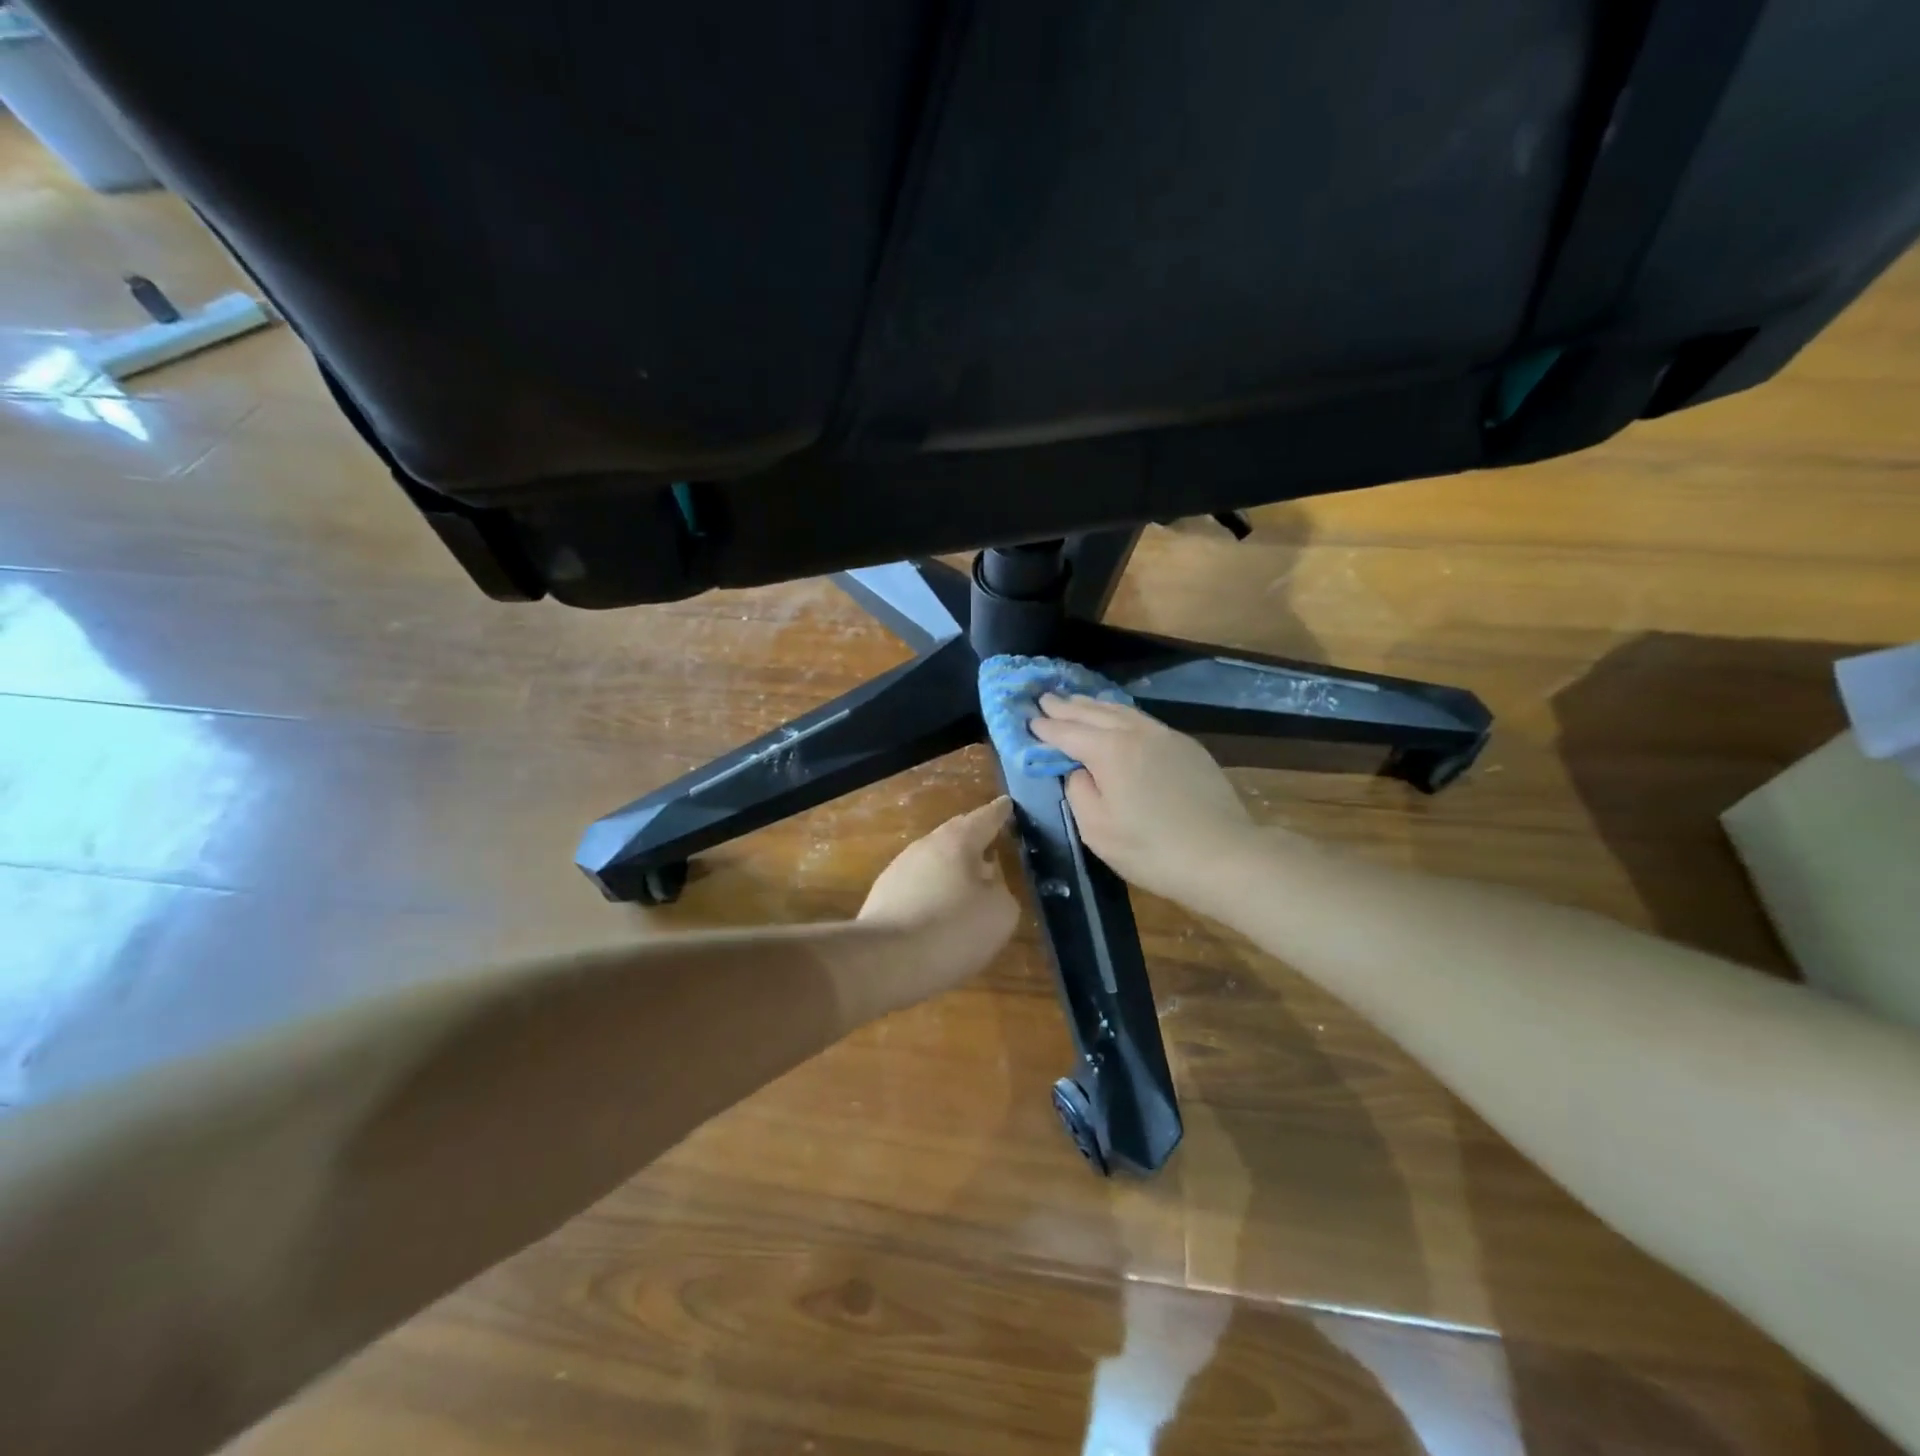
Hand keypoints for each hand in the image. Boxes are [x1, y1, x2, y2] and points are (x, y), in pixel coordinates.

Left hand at [858, 797, 1018, 1004]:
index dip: (999, 812)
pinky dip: (934, 889)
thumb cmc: (952, 930)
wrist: (884, 961)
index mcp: (958, 842)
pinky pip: (918, 884)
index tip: (1006, 803)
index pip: (984, 818)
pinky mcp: (883, 896)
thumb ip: (1001, 890)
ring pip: (934, 859)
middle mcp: (926, 846)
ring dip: (952, 866)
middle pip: (955, 834)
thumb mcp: (999, 913)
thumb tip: (989, 883)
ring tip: (968, 880)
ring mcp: (899, 869)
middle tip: (990, 838)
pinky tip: (940, 909)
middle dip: (973, 836)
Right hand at [1030, 695, 1261, 907]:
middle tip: (1045, 699)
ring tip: (1076, 702)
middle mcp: (1135, 733)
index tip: (1029, 720)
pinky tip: (1117, 718)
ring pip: (1121, 711)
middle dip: (1067, 707)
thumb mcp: (1097, 830)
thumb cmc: (1152, 849)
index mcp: (1109, 751)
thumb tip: (1078, 771)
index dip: (1046, 728)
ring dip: (1094, 706)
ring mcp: (1165, 736)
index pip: (1068, 733)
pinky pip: (1143, 720)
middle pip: (1094, 713)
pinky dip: (1120, 715)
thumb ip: (1078, 792)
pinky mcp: (1186, 746)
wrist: (1223, 855)